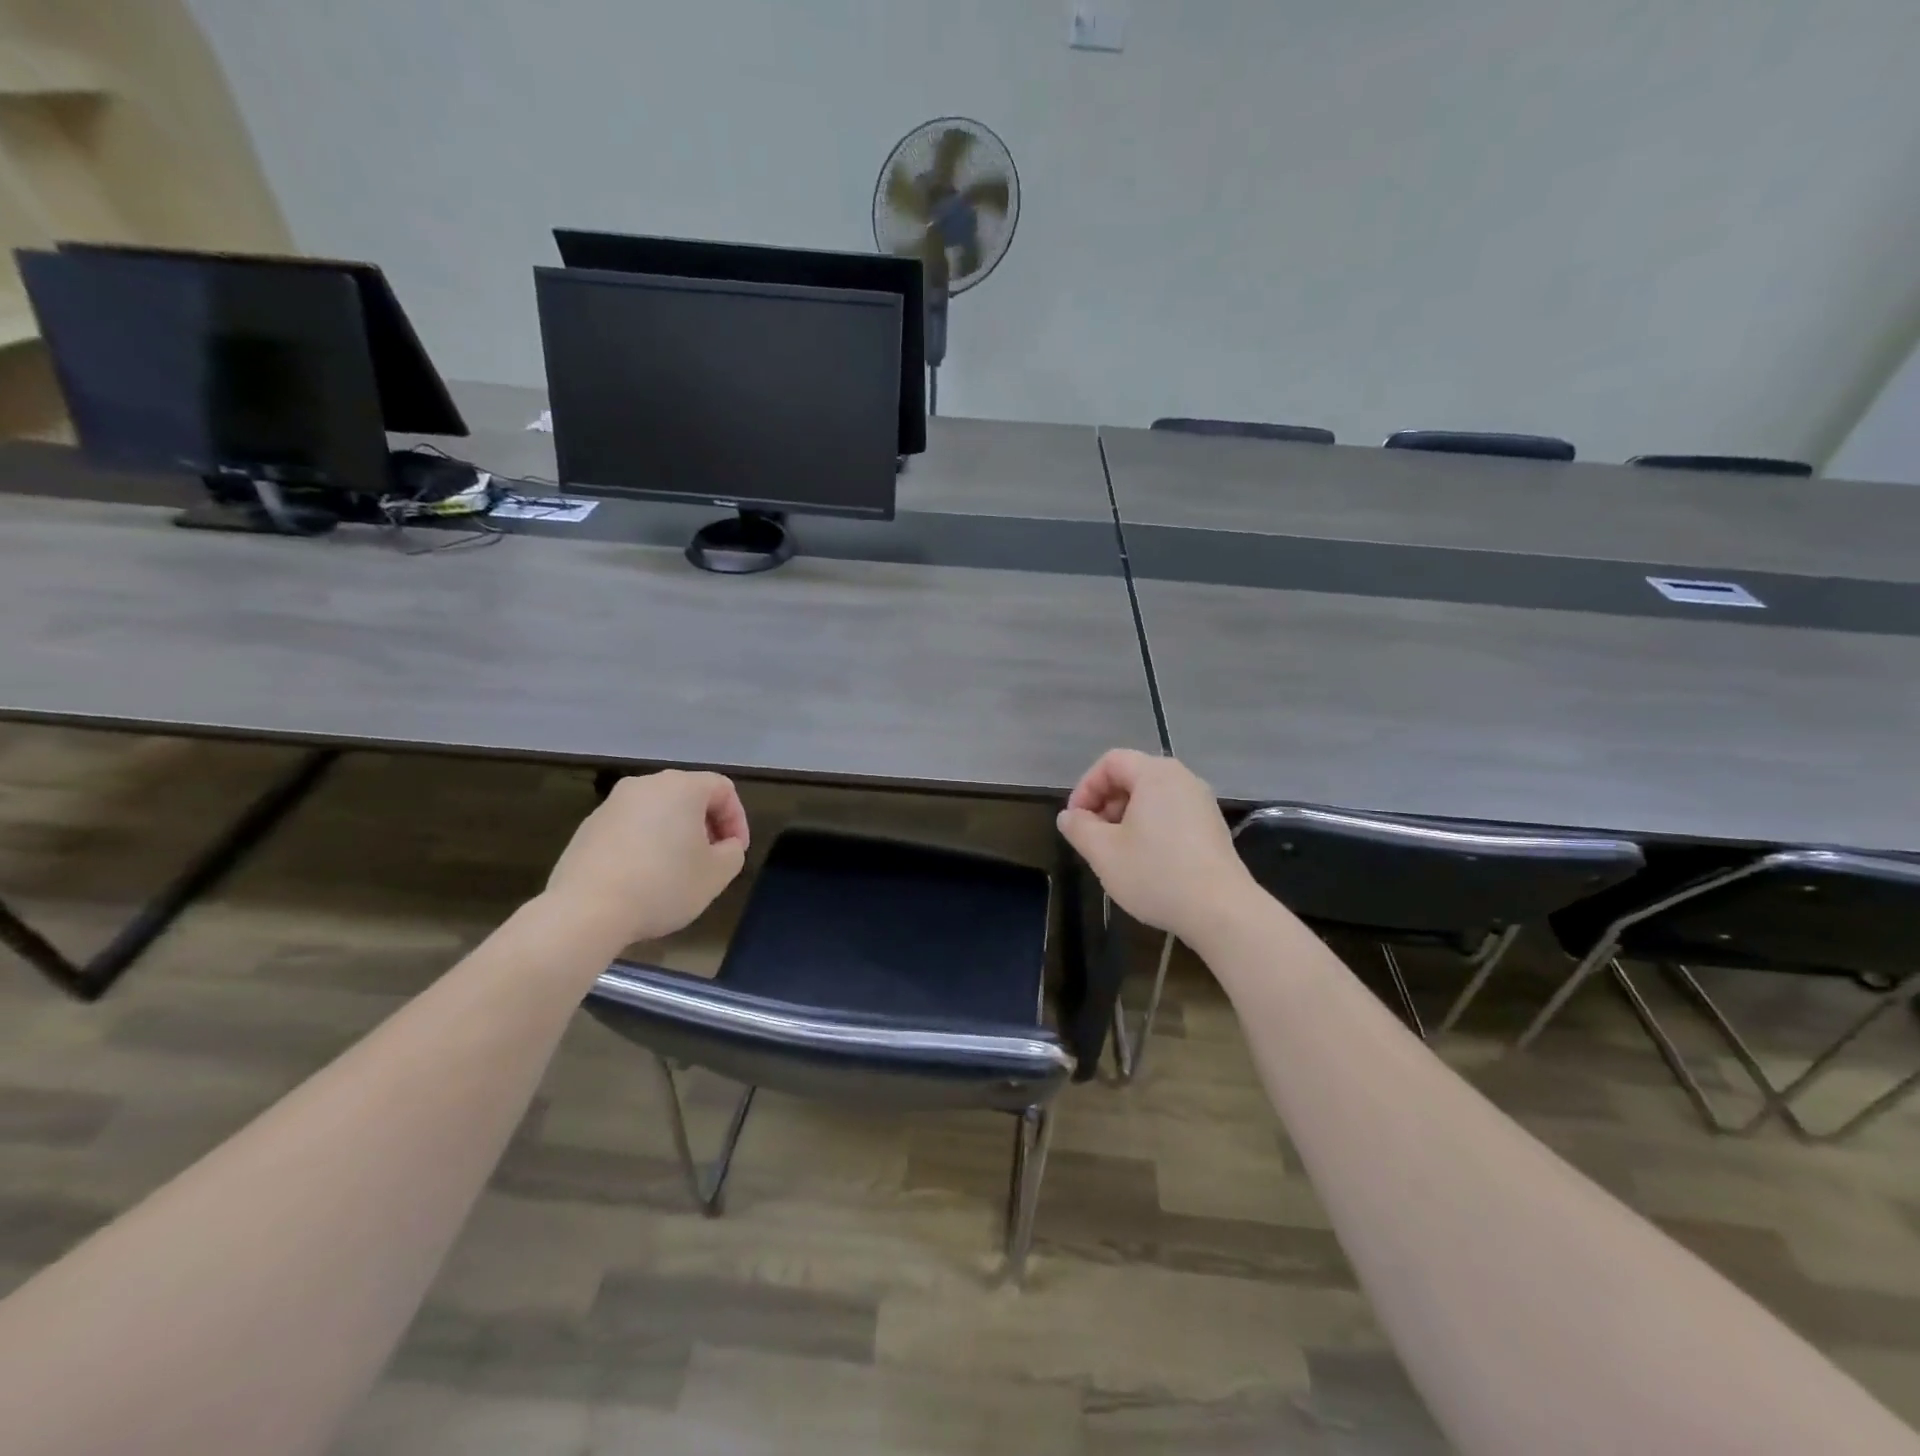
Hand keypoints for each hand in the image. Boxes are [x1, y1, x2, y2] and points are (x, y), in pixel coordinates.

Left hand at [543, 771, 749, 945]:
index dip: (737, 820)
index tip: (735, 852)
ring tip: (677, 871)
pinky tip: (643, 879)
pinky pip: (630, 829)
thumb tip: (724, 846)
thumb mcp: (717, 874)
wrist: (586, 911)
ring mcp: (611, 805)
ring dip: (674, 836)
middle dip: (706, 826)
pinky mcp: (587, 828)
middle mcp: (645, 785)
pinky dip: (645, 845)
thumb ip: (732, 853)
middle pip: (688, 796)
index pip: (723, 789)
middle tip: (711, 859)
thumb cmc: (663, 885)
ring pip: (657, 812)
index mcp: (681, 787)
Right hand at [1057, 749, 1254, 943]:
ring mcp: (1202, 803)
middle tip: (1092, 837)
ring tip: (1115, 852)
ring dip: (1125, 818)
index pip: (1111, 762)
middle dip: (1105, 803)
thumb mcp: (1103, 852)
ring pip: (1151, 798)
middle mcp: (1183, 779)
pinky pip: (1171, 814)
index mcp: (1156, 774)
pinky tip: (1145, 862)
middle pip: (1132, 776)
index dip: (1086, 787)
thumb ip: (1079, 828)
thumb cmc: (1156, 874)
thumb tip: (1069, 816)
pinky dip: (1149, 828)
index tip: (1075, 820)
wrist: (1222, 911)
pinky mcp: (1212, 827)